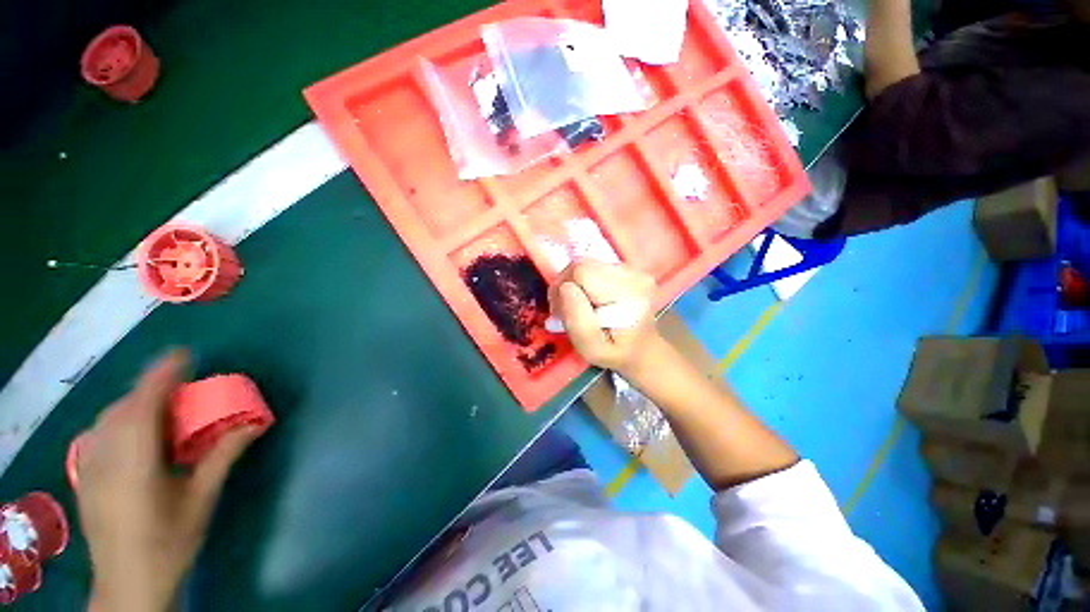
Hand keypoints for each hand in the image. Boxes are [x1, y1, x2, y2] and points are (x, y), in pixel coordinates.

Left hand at [74, 351, 258, 611]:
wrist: (126, 584)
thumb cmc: (166, 548)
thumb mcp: (197, 507)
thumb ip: (220, 458)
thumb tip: (252, 424)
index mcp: (137, 433)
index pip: (157, 377)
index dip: (177, 366)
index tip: (195, 369)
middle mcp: (108, 424)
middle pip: (137, 395)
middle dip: (160, 403)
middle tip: (179, 433)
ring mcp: (89, 439)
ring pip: (118, 412)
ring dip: (139, 419)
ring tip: (154, 456)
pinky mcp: (81, 456)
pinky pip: (103, 430)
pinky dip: (119, 436)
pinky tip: (127, 472)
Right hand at [548, 261, 659, 374]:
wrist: (642, 349)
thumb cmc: (616, 353)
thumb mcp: (592, 350)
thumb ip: (578, 322)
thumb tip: (565, 288)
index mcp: (628, 294)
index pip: (581, 272)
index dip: (562, 289)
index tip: (559, 312)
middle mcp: (633, 275)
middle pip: (582, 264)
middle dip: (566, 284)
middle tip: (563, 309)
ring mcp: (632, 269)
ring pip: (587, 264)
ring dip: (575, 283)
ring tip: (576, 306)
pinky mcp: (628, 269)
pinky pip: (595, 267)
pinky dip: (585, 281)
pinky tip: (588, 299)